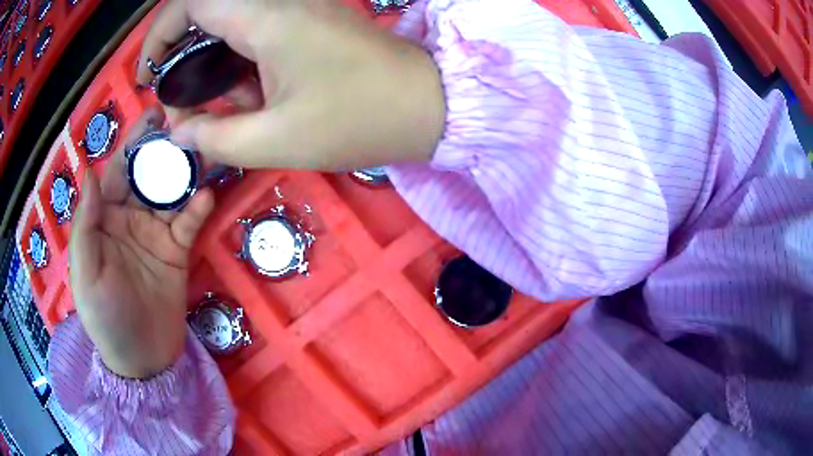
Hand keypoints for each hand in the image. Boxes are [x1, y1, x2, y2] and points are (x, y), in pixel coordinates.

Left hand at [70, 108, 214, 378]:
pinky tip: (206, 197)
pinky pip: (187, 223)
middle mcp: (128, 218)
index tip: (151, 116)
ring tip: (202, 148)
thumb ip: (85, 226)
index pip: (116, 173)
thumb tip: (91, 173)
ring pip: (169, 192)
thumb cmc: (105, 319)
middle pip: (145, 175)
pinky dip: (197, 209)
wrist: (143, 360)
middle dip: (161, 147)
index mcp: (103, 220)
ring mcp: (154, 233)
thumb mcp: (85, 276)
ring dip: (184, 171)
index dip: (130, 145)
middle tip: (184, 119)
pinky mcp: (177, 250)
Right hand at [136, 0, 444, 170]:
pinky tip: (245, 100)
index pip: (191, 3)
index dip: (158, 36)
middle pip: (207, 10)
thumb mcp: (275, 140)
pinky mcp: (308, 23)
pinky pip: (255, 33)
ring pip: (229, 24)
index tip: (147, 75)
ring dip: (208, 65)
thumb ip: (215, 138)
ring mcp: (296, 9)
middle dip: (178, 53)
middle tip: (173, 98)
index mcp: (265, 17)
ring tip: (209, 110)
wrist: (424, 105)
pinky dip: (237, 64)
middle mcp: (277, 2)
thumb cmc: (356, 120)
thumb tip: (178, 134)